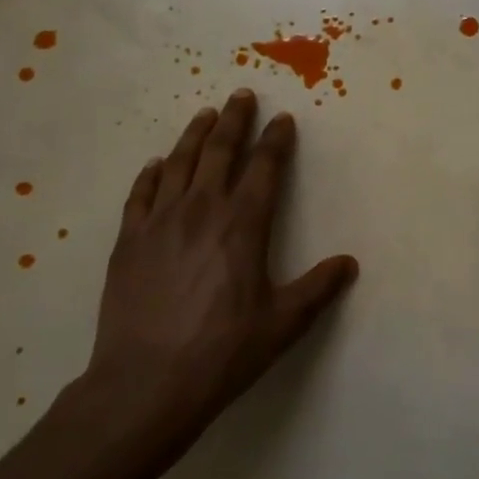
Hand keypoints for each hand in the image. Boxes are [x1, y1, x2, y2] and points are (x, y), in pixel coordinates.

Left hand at [76, 90, 358, 459]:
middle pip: (221, 151)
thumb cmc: (223, 351)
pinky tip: (157, 164)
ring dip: (195, 134)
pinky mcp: (129, 241)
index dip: (276, 140)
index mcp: (243, 224)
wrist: (145, 384)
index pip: (265, 167)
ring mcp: (160, 222)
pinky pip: (141, 194)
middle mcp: (202, 210)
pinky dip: (152, 173)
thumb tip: (349, 263)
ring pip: (180, 162)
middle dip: (236, 119)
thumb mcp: (283, 324)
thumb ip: (318, 288)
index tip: (283, 120)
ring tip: (206, 114)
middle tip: (243, 95)